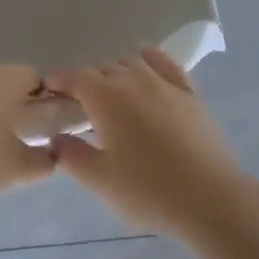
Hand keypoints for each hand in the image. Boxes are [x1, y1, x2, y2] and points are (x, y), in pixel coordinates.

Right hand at [45, 47, 248, 240]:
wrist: (210, 199)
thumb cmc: (149, 191)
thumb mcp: (101, 180)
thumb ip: (72, 156)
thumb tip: (55, 139)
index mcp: (107, 98)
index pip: (75, 76)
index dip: (59, 80)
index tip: (48, 90)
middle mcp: (134, 80)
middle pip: (103, 69)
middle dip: (87, 82)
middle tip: (80, 106)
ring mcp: (165, 83)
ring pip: (132, 64)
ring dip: (116, 73)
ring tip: (111, 94)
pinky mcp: (190, 93)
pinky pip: (165, 64)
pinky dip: (150, 59)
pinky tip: (146, 62)